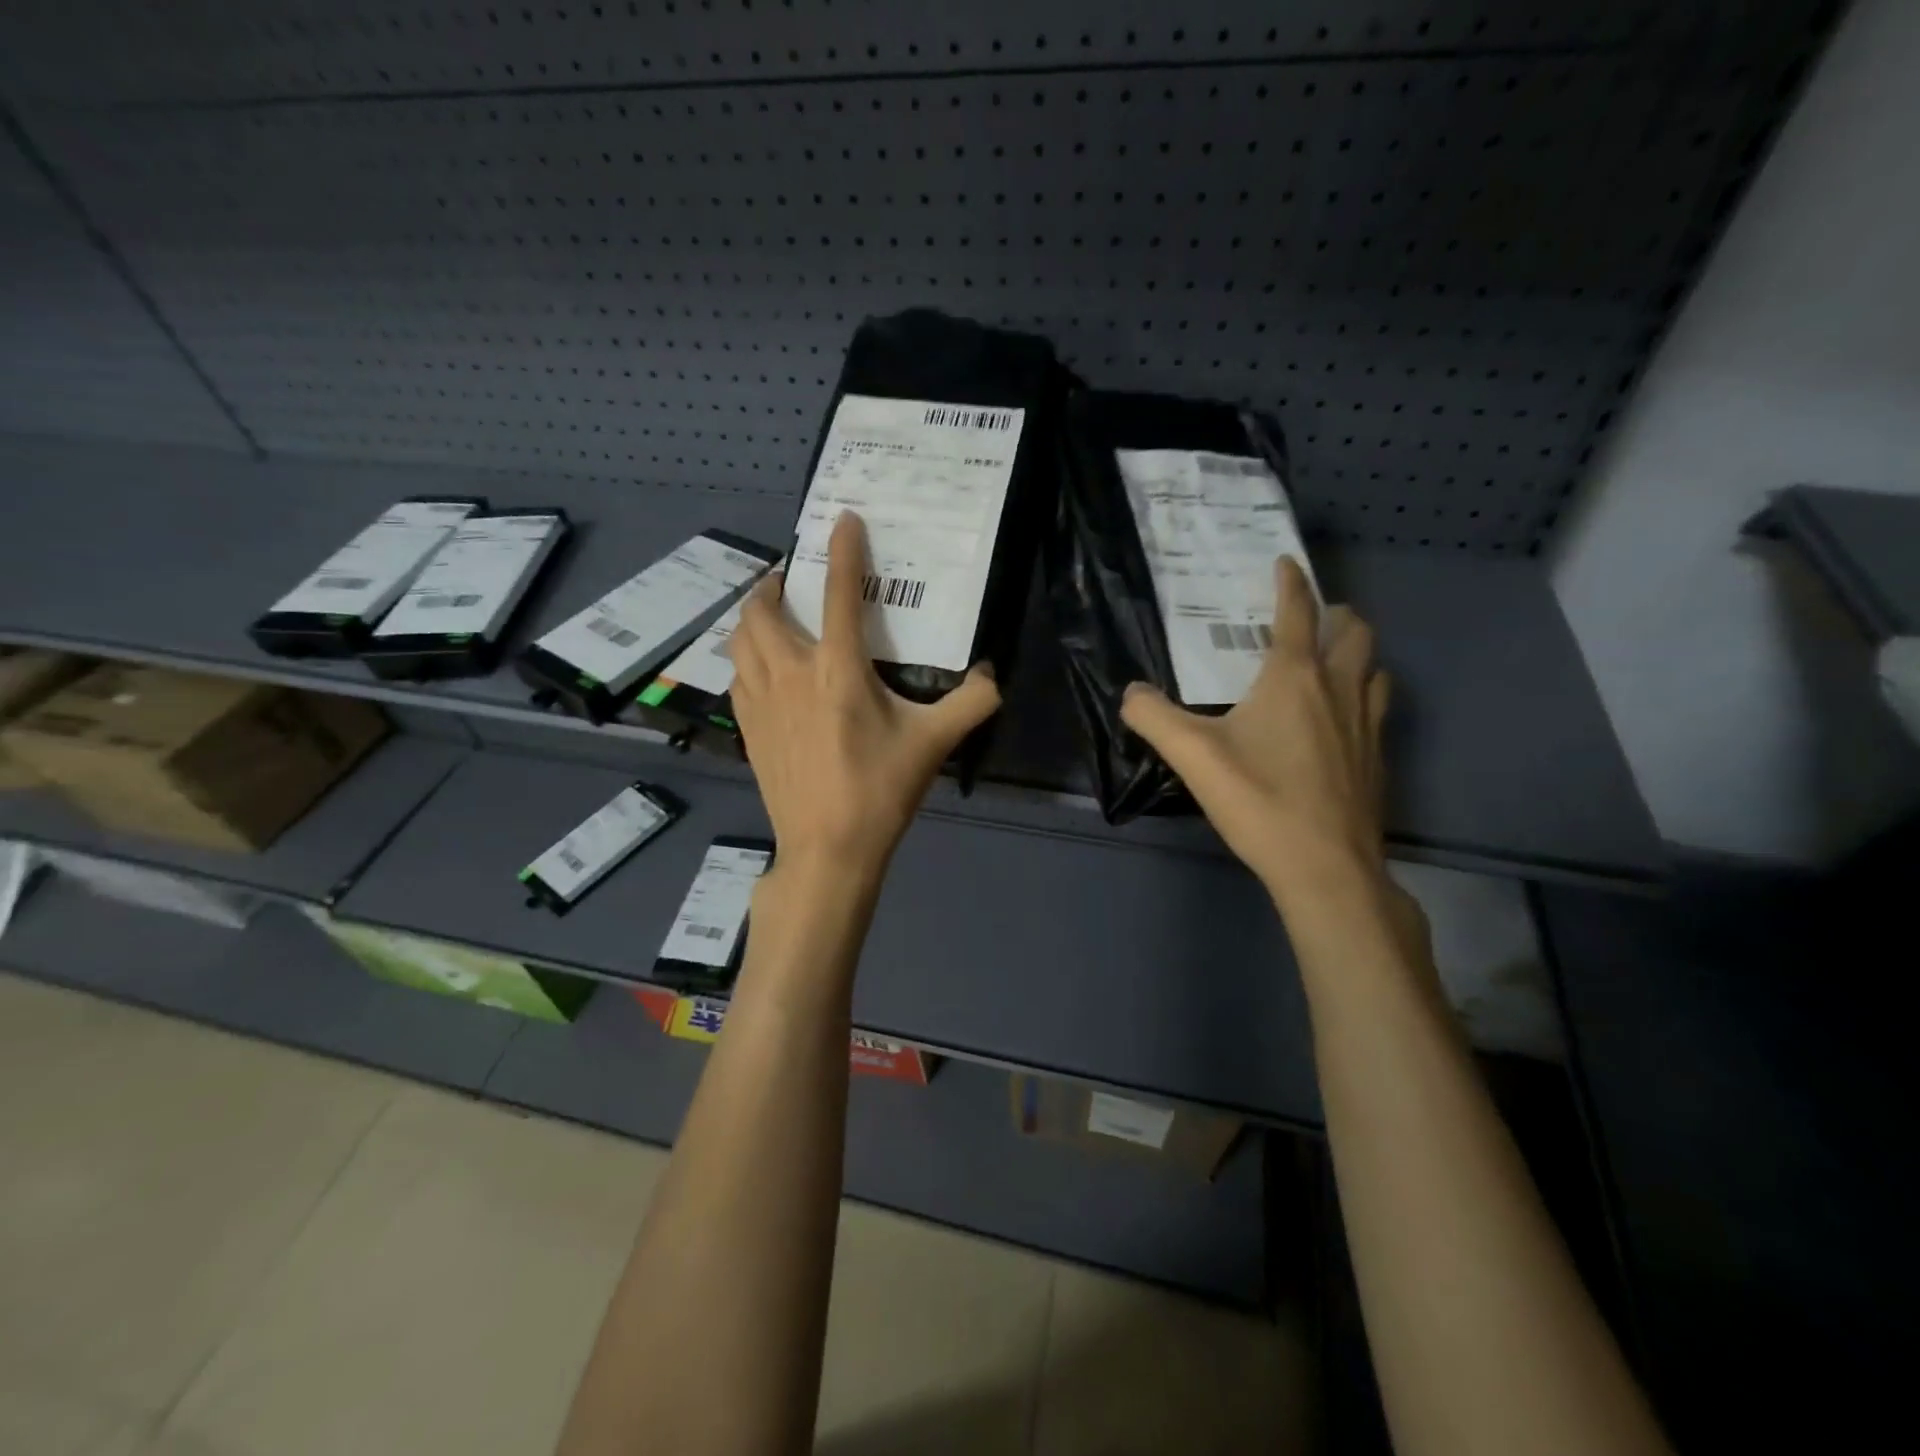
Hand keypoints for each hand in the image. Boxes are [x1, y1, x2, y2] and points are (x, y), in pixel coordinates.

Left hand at [729, 510, 1001, 886]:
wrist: (828, 848)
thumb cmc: (880, 791)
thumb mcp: (934, 744)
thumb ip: (971, 703)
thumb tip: (992, 676)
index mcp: (838, 670)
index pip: (840, 595)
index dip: (843, 551)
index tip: (842, 520)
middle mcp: (791, 674)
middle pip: (763, 611)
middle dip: (773, 585)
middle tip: (792, 581)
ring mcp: (761, 702)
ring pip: (739, 640)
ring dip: (752, 618)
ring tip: (770, 616)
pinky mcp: (748, 729)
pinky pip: (736, 676)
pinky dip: (744, 658)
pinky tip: (760, 669)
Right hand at [1120, 559, 1391, 903]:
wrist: (1325, 866)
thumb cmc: (1259, 800)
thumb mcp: (1192, 756)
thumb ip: (1154, 717)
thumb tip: (1131, 693)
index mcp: (1294, 678)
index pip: (1297, 612)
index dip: (1291, 582)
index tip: (1286, 562)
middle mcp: (1338, 688)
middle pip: (1353, 631)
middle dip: (1335, 613)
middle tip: (1312, 616)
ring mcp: (1366, 723)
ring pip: (1374, 666)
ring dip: (1356, 651)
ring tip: (1332, 659)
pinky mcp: (1377, 757)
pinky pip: (1378, 705)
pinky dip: (1363, 692)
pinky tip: (1342, 719)